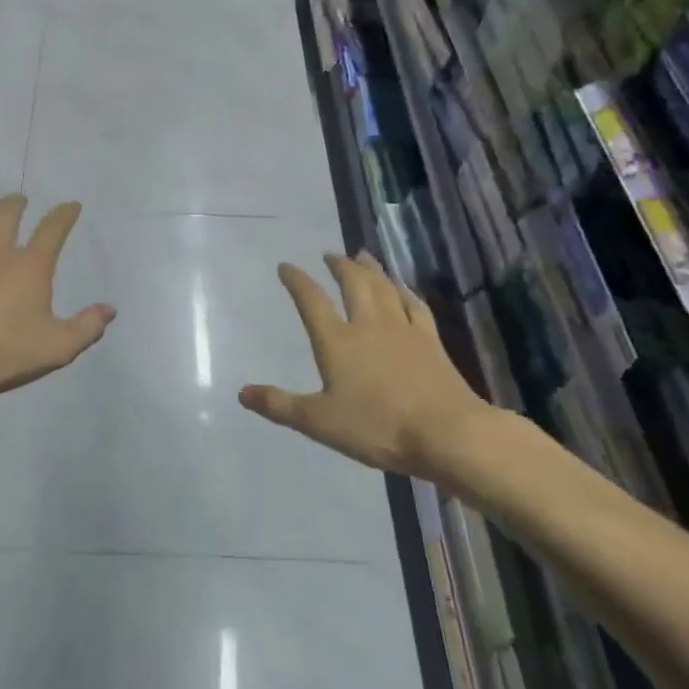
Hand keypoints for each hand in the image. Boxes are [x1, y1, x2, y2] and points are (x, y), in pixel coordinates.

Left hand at [0, 196, 114, 406]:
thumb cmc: (6, 354)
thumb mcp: (58, 347)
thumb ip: (87, 327)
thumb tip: (110, 309)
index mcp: (30, 266)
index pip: (53, 229)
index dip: (65, 214)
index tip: (71, 205)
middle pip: (7, 212)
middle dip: (16, 203)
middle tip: (19, 202)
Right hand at [239, 252, 514, 484]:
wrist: (447, 433)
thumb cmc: (377, 427)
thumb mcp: (318, 422)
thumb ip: (280, 405)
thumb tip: (242, 393)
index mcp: (337, 341)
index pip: (312, 301)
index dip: (297, 281)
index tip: (286, 266)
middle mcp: (368, 325)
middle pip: (353, 283)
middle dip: (340, 265)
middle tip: (331, 254)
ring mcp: (403, 330)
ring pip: (384, 287)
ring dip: (371, 269)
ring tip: (362, 255)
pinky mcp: (430, 341)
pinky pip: (414, 305)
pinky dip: (404, 291)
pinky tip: (402, 288)